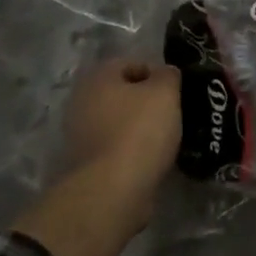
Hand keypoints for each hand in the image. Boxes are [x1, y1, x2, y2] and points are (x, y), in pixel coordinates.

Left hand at [61, 57, 180, 221]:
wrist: (112, 192)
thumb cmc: (139, 131)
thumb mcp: (165, 92)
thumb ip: (168, 75)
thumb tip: (165, 75)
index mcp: (98, 77)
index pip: (132, 63)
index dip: (158, 74)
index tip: (176, 92)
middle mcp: (82, 101)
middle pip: (123, 94)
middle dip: (147, 102)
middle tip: (172, 114)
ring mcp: (80, 135)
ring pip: (119, 122)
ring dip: (140, 128)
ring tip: (165, 140)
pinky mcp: (86, 164)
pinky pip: (115, 148)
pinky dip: (131, 151)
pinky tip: (150, 160)